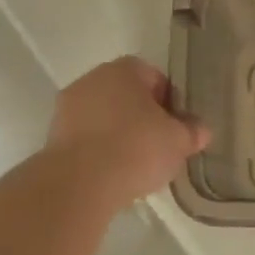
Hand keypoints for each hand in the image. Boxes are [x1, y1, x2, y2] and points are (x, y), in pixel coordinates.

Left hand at [47, 56, 209, 205]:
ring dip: (117, 134)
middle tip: (159, 144)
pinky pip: (86, 138)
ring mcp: (67, 108)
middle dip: (142, 116)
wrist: (79, 184)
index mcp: (123, 70)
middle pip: (125, 95)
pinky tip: (111, 173)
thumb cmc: (136, 148)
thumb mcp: (177, 141)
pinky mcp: (53, 137)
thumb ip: (192, 131)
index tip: (176, 125)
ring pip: (103, 116)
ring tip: (135, 164)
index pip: (153, 76)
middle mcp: (92, 79)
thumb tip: (201, 130)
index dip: (169, 101)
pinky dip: (98, 151)